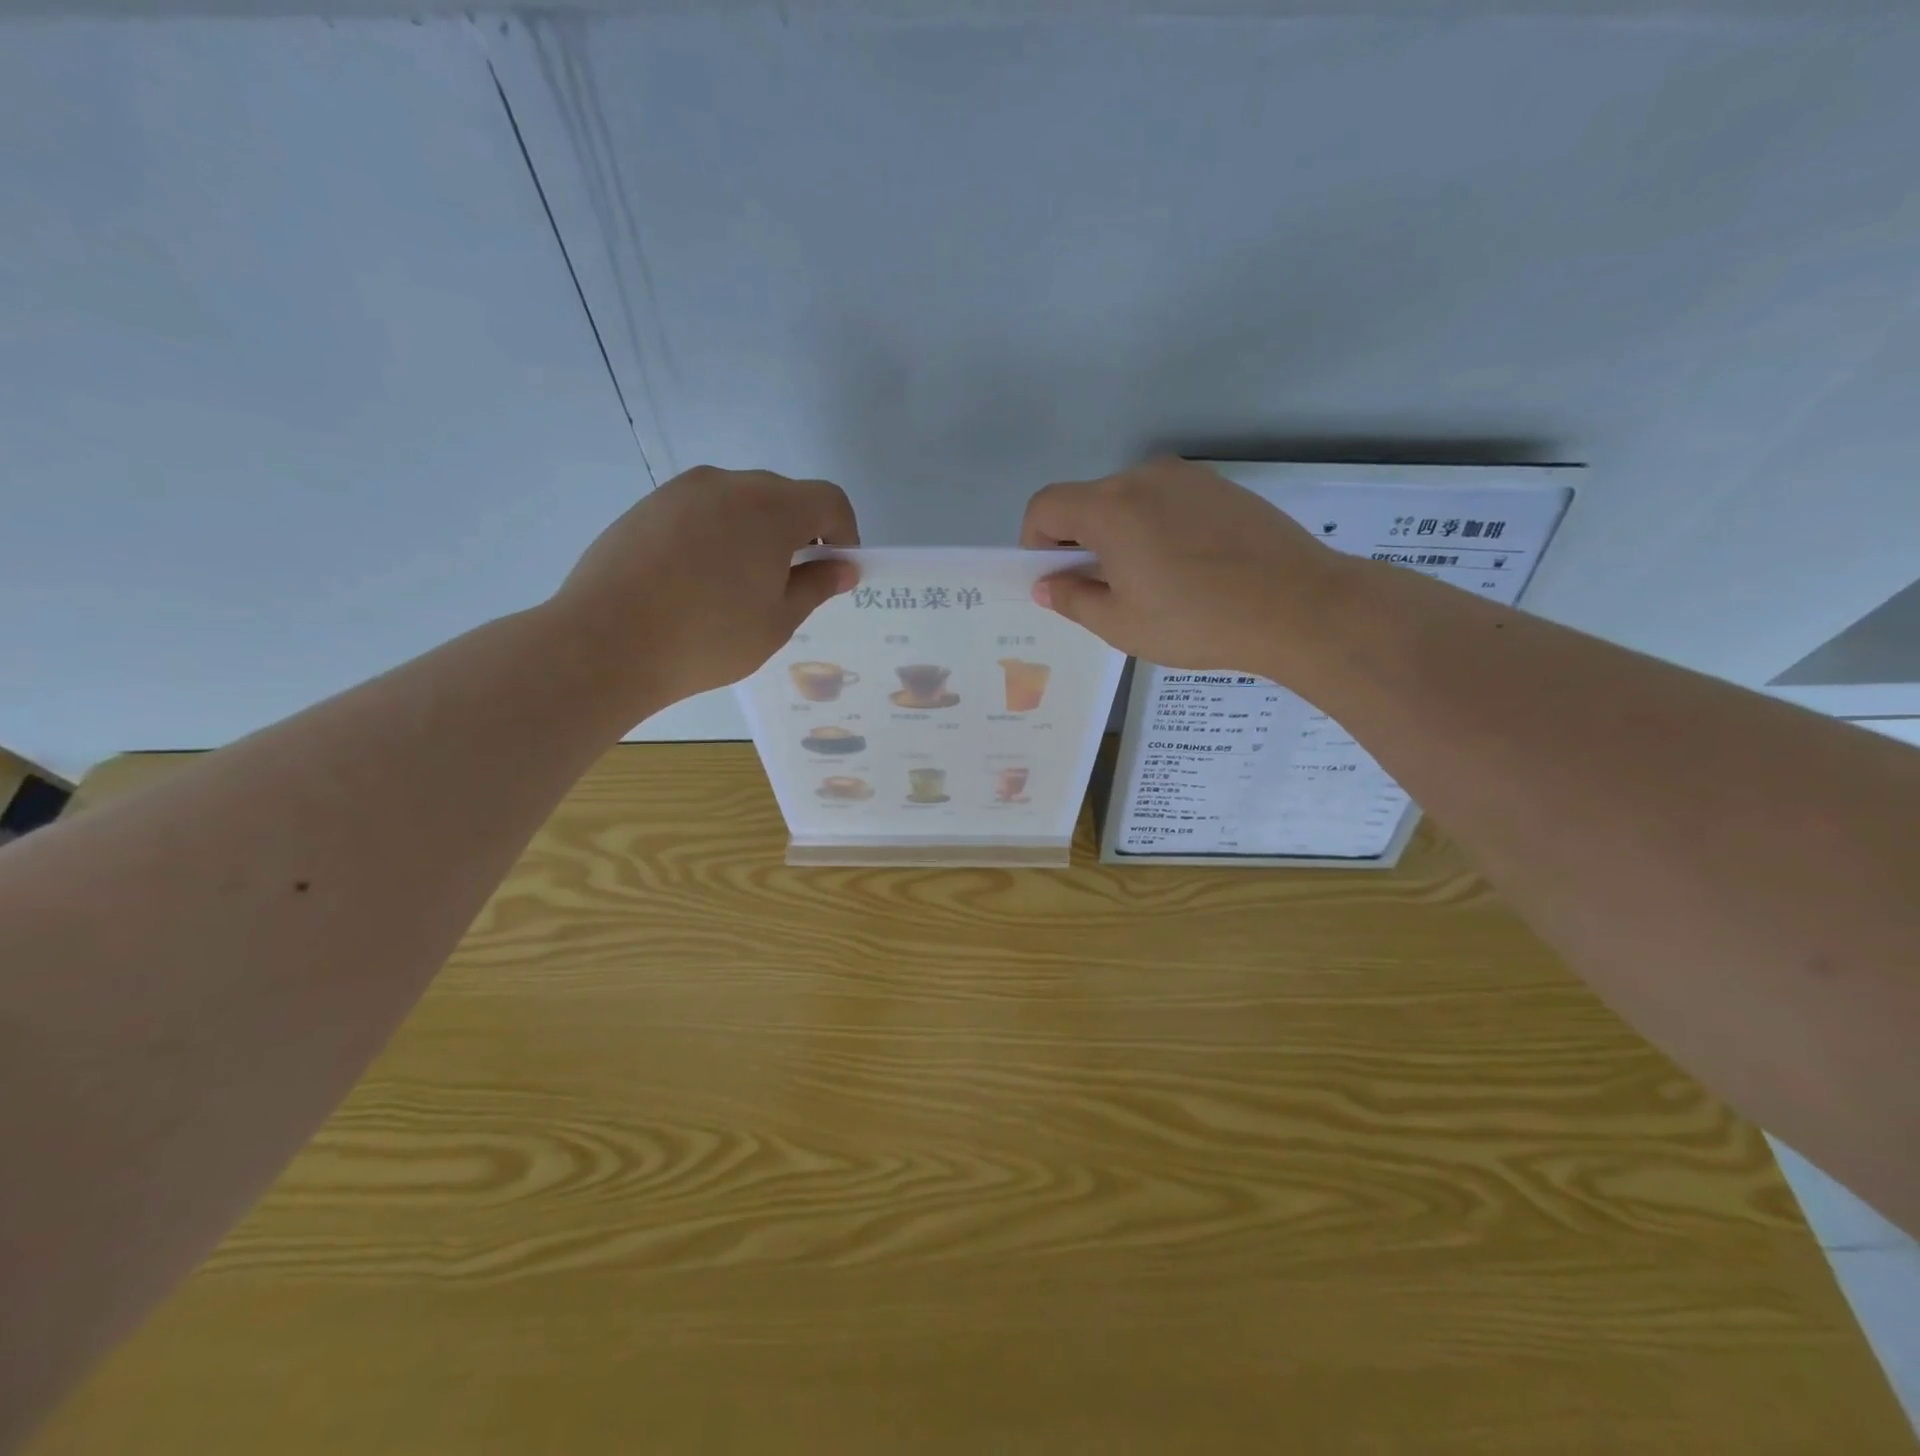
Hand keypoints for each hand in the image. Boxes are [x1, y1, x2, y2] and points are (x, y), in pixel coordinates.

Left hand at [552, 466, 859, 704]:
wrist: (606, 641)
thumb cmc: (708, 638)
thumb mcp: (777, 621)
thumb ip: (816, 586)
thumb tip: (844, 567)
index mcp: (771, 508)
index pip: (829, 501)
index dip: (844, 532)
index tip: (835, 569)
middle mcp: (729, 484)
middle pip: (784, 496)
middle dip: (801, 532)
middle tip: (790, 582)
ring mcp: (682, 490)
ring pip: (740, 501)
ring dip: (757, 532)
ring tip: (740, 584)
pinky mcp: (648, 505)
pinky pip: (702, 509)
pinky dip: (718, 533)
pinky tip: (698, 579)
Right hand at [1021, 458, 1347, 677]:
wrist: (1299, 606)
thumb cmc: (1197, 621)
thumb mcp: (1121, 624)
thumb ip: (1072, 599)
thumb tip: (1046, 584)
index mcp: (1110, 508)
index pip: (1045, 507)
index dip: (1035, 543)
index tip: (1055, 579)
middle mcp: (1144, 478)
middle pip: (1087, 501)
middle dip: (1078, 542)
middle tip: (1102, 591)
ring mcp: (1188, 478)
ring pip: (1130, 501)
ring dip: (1119, 536)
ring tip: (1151, 583)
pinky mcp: (1222, 488)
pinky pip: (1168, 502)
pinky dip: (1156, 529)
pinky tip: (1188, 570)